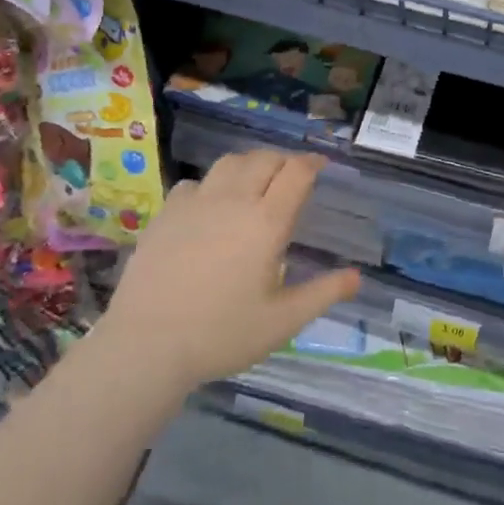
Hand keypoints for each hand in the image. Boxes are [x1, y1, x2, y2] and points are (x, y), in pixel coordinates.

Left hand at [97, 149, 359, 392]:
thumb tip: (357, 276)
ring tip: (255, 182)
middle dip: (284, 161)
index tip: (321, 166)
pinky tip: (211, 206)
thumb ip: (323, 294)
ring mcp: (195, 203)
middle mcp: (234, 201)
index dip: (312, 163)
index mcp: (266, 222)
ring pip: (229, 163)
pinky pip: (195, 183)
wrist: (146, 345)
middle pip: (264, 159)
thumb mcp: (282, 322)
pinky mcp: (166, 213)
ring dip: (250, 165)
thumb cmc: (221, 335)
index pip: (296, 173)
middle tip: (292, 176)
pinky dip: (212, 184)